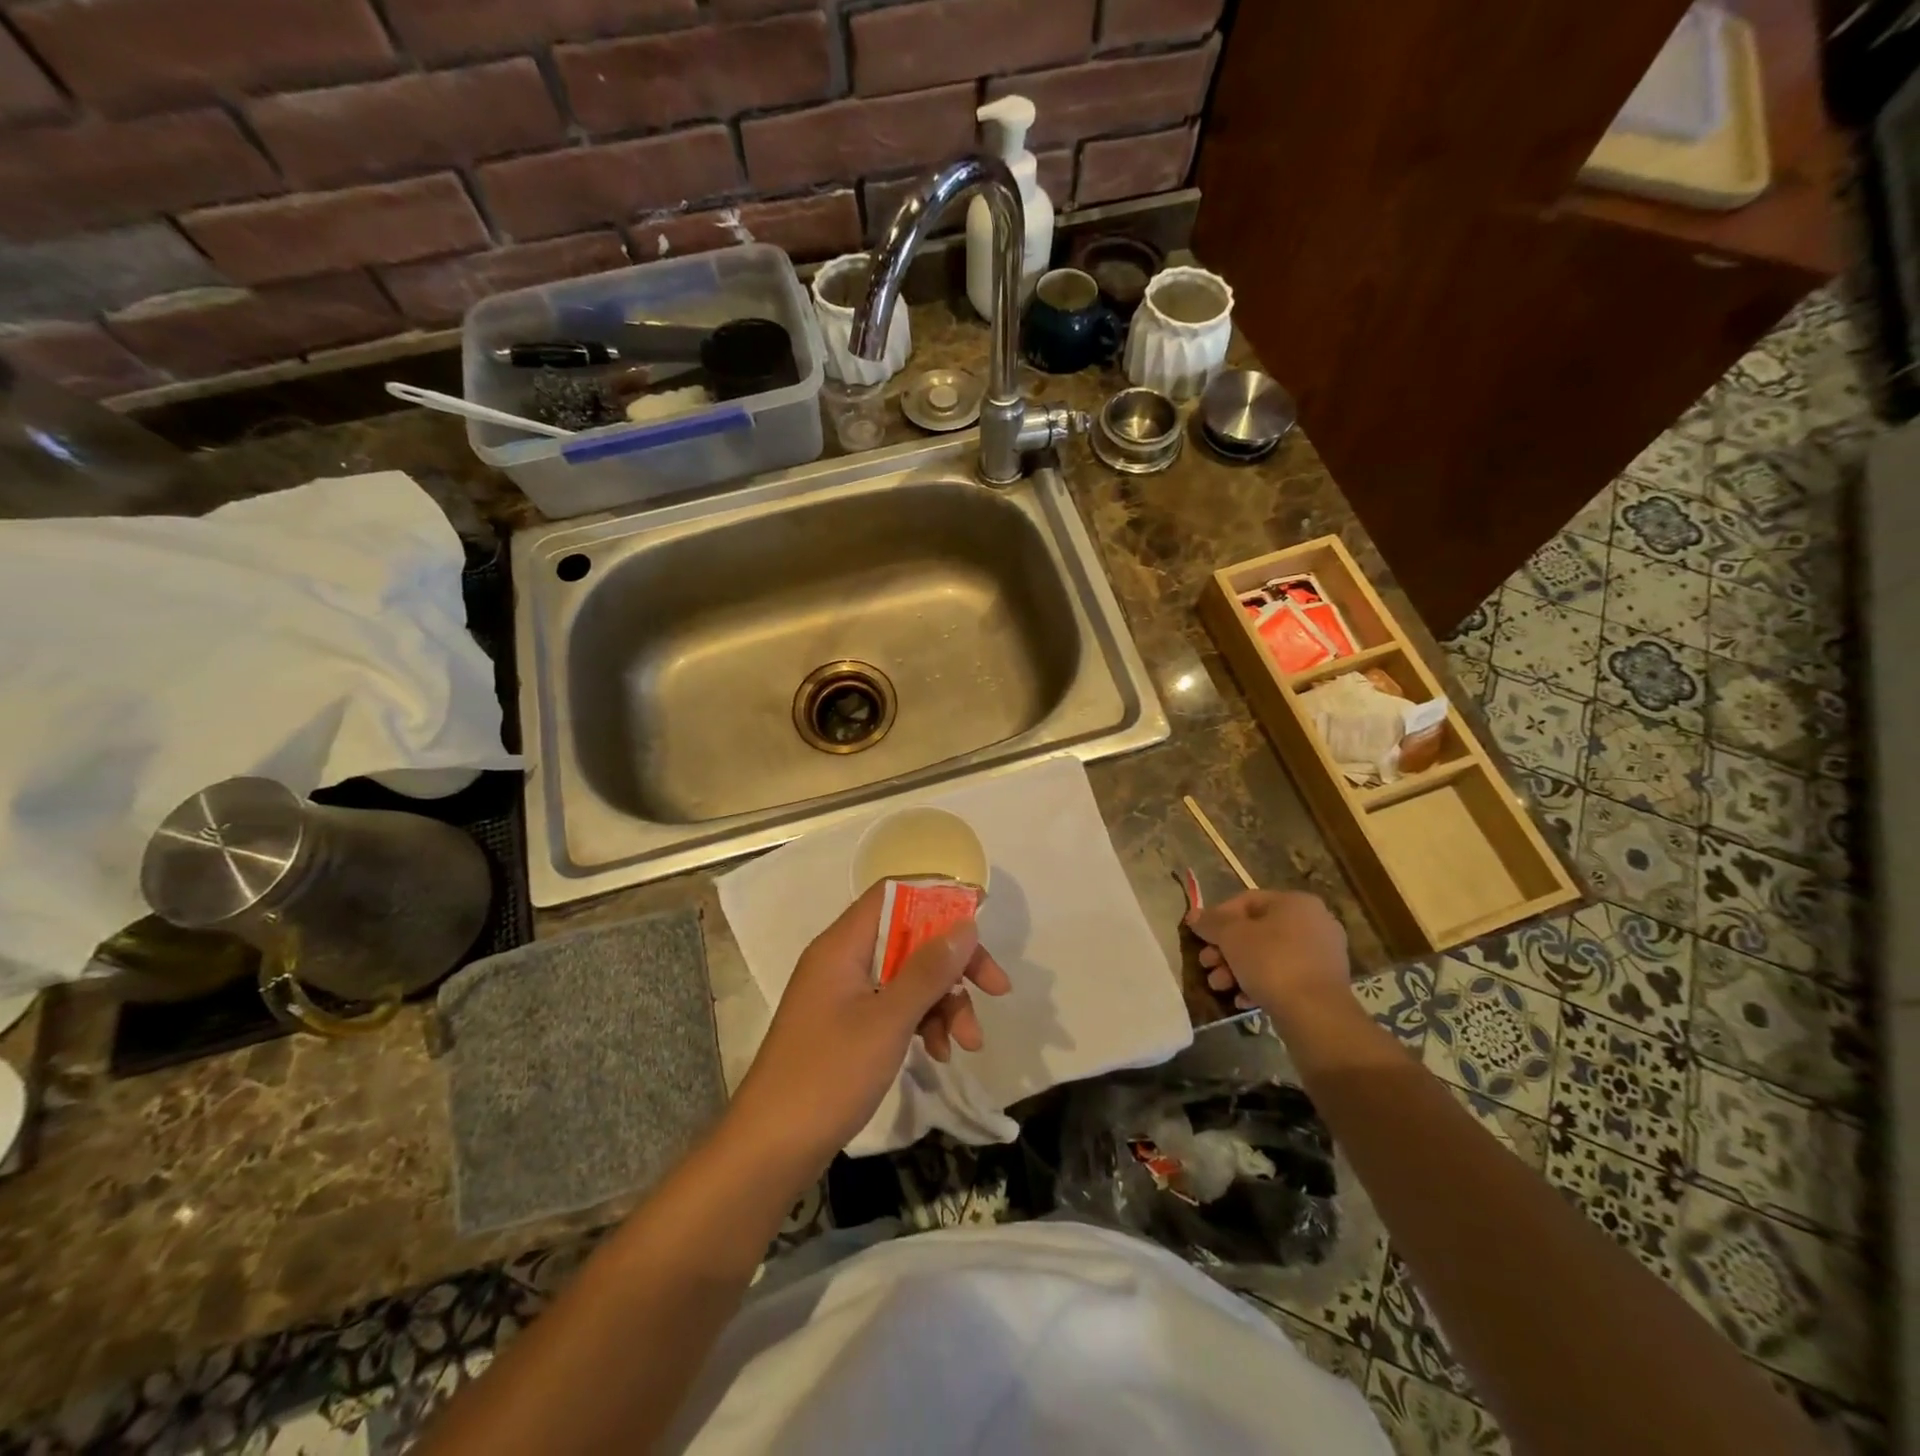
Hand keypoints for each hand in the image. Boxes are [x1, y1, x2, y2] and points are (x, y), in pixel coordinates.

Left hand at [730, 884, 1012, 1168]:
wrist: (770, 1150)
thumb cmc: (828, 1075)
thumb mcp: (888, 1020)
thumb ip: (927, 969)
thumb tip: (964, 924)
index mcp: (843, 945)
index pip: (894, 895)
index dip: (938, 899)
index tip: (980, 919)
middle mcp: (843, 961)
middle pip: (909, 938)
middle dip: (954, 963)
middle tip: (995, 988)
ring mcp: (844, 996)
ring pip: (908, 978)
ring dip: (944, 1003)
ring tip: (968, 1044)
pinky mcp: (848, 1027)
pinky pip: (895, 1008)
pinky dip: (922, 1024)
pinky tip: (940, 1054)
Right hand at [1185, 889, 1351, 1020]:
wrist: (1316, 1014)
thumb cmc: (1271, 962)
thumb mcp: (1232, 937)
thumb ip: (1211, 923)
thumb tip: (1194, 916)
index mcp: (1295, 902)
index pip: (1246, 901)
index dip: (1217, 917)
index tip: (1200, 936)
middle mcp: (1314, 923)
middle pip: (1256, 931)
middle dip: (1225, 949)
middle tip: (1206, 964)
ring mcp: (1322, 955)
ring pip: (1268, 956)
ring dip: (1237, 969)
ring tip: (1219, 986)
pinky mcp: (1323, 984)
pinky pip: (1284, 976)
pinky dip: (1260, 984)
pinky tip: (1242, 1000)